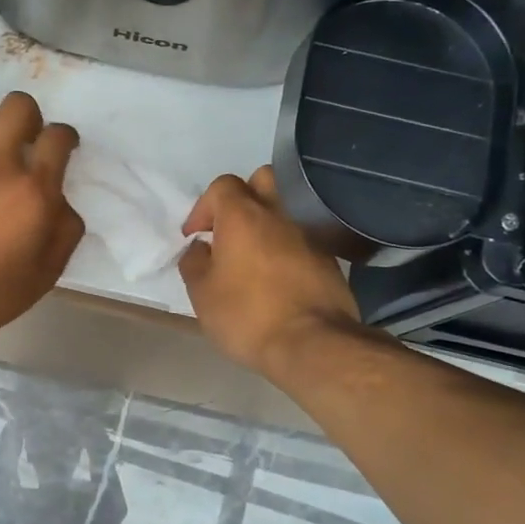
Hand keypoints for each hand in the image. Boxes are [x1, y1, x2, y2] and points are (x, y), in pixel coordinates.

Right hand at [179, 167, 362, 379]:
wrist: (313, 344)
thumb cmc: (247, 315)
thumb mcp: (202, 293)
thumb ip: (194, 262)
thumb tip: (200, 247)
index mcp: (243, 215)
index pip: (222, 186)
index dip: (204, 206)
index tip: (196, 236)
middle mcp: (279, 213)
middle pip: (263, 180)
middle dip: (243, 196)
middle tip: (230, 228)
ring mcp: (309, 233)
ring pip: (286, 208)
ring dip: (268, 222)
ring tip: (255, 253)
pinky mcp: (330, 257)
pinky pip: (303, 236)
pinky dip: (288, 245)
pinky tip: (279, 274)